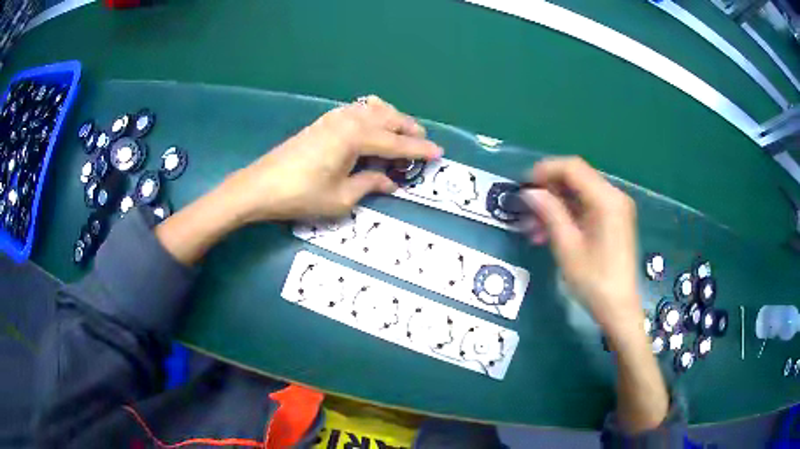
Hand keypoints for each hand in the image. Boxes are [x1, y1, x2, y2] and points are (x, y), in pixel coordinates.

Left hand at [220, 95, 442, 222]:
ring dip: (391, 118)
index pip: (396, 143)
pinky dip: (372, 114)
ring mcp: (333, 118)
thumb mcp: (340, 198)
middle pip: (387, 118)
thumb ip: (369, 184)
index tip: (439, 152)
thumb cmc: (301, 195)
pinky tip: (372, 126)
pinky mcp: (323, 121)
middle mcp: (348, 120)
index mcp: (356, 138)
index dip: (419, 150)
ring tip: (402, 133)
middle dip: (408, 128)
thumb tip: (390, 181)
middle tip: (423, 142)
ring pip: (372, 109)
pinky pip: (356, 110)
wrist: (260, 186)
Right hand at [522, 157, 640, 337]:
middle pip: (576, 178)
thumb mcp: (567, 247)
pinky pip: (587, 207)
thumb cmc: (594, 281)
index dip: (545, 171)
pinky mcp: (614, 221)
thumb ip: (549, 213)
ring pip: (579, 194)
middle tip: (526, 210)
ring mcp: (616, 209)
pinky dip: (568, 215)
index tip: (523, 185)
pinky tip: (550, 233)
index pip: (572, 168)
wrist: (619, 308)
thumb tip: (530, 192)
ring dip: (555, 206)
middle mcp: (614, 196)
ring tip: (534, 229)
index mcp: (606, 199)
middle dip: (548, 190)